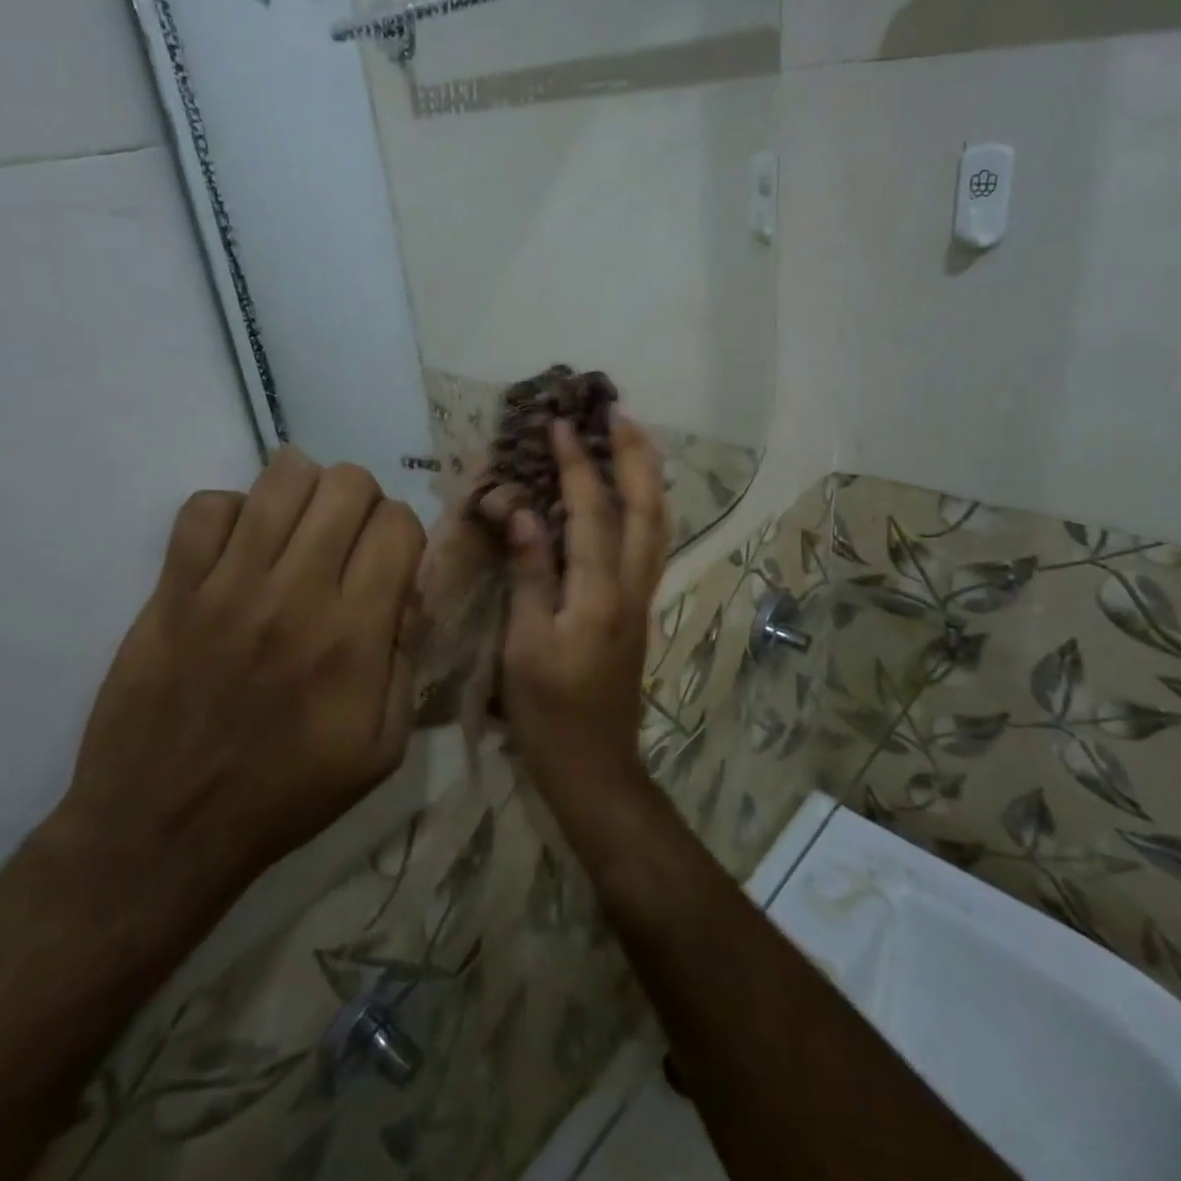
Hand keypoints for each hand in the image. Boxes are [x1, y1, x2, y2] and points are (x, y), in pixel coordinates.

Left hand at [46, 451, 425, 928]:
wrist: (165, 830)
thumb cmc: (288, 793)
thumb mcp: (383, 747)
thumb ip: (408, 659)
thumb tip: (408, 590)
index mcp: (354, 636)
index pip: (398, 524)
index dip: (403, 533)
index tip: (389, 563)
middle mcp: (296, 594)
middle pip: (346, 484)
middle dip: (360, 502)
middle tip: (346, 542)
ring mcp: (227, 586)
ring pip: (281, 476)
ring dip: (304, 493)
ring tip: (298, 531)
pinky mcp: (172, 590)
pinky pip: (207, 506)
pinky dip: (232, 513)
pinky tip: (239, 550)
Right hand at [500, 417, 667, 817]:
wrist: (594, 767)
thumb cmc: (548, 712)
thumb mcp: (525, 645)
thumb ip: (530, 574)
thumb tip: (523, 512)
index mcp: (599, 594)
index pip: (591, 513)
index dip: (577, 465)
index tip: (561, 424)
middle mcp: (631, 588)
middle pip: (646, 509)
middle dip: (635, 457)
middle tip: (619, 413)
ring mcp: (641, 599)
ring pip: (657, 525)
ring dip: (647, 477)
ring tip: (632, 440)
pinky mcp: (638, 611)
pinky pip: (649, 544)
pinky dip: (645, 507)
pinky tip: (630, 497)